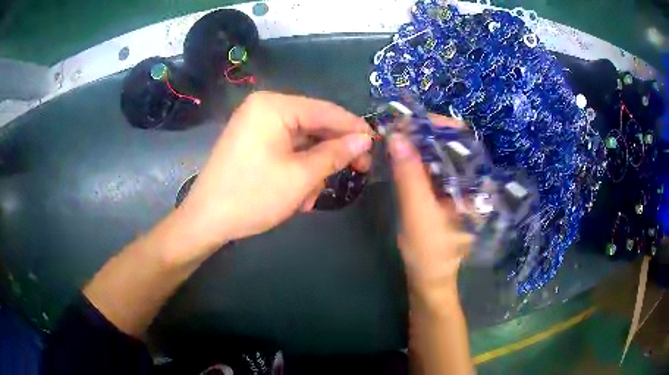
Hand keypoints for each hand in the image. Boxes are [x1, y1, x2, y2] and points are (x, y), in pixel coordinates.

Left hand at [174, 92, 371, 257]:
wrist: (206, 220)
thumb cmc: (253, 196)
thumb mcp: (301, 177)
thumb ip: (336, 153)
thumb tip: (365, 139)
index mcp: (274, 106)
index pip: (327, 111)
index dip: (355, 128)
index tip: (376, 146)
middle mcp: (264, 107)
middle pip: (313, 124)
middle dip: (331, 153)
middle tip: (356, 172)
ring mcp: (255, 123)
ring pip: (301, 140)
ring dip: (312, 167)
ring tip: (310, 197)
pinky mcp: (251, 140)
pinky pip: (285, 148)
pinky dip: (296, 168)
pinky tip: (298, 193)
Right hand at [388, 116, 471, 297]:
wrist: (429, 279)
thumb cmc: (429, 252)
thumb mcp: (418, 213)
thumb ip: (409, 175)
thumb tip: (396, 136)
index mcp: (478, 186)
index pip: (465, 141)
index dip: (440, 126)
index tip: (412, 120)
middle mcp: (473, 181)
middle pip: (452, 145)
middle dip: (425, 133)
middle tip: (398, 126)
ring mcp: (459, 187)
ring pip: (440, 155)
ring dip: (419, 144)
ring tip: (397, 136)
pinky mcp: (446, 193)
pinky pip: (433, 168)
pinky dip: (417, 158)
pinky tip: (402, 155)